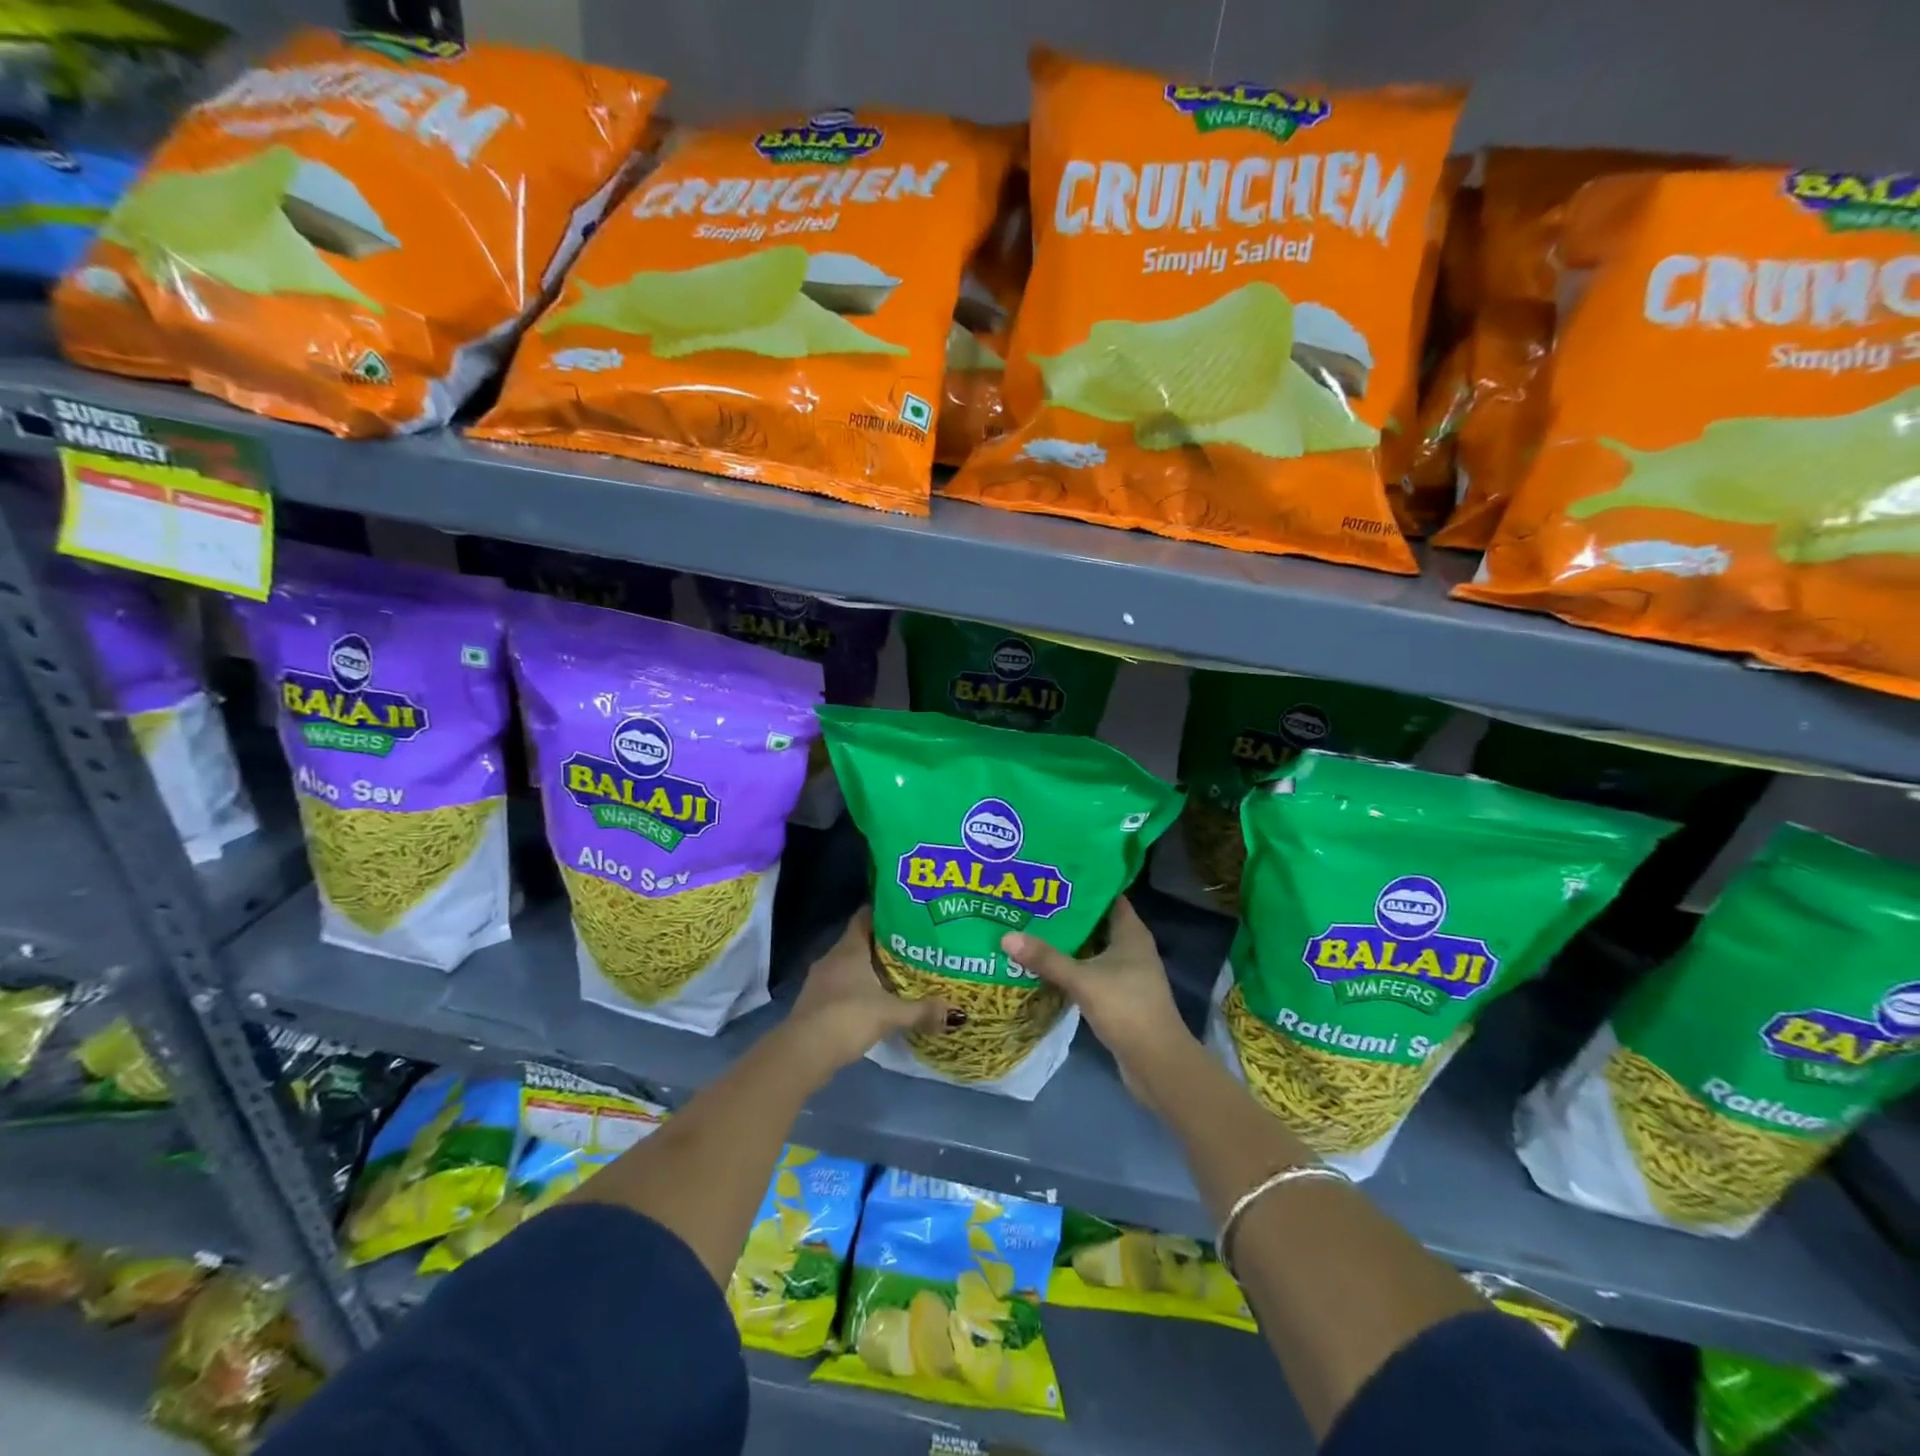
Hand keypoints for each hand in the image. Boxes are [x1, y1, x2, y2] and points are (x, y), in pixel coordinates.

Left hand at [785, 907, 951, 1076]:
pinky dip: (859, 989)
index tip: (906, 913)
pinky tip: (876, 1000)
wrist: (803, 1052)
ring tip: (899, 973)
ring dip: (870, 968)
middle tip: (913, 945)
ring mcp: (821, 981)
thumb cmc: (847, 1017)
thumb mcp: (890, 1013)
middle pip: (859, 941)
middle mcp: (832, 958)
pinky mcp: (817, 1003)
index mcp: (849, 948)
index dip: (883, 912)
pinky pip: (842, 986)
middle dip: (883, 943)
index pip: (865, 917)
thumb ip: (922, 1010)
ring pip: (850, 965)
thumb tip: (956, 1013)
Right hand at [1003, 897, 1192, 1088]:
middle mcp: (1132, 948)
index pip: (1108, 897)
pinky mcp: (1119, 996)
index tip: (1052, 877)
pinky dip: (1072, 966)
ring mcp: (1127, 973)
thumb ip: (1046, 959)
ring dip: (1068, 942)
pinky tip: (1045, 965)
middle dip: (1068, 914)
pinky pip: (1091, 971)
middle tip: (1032, 902)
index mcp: (1131, 933)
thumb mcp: (1083, 980)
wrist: (1157, 1064)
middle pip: (1096, 922)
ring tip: (1032, 928)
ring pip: (1093, 948)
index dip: (1084, 885)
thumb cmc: (1127, 1009)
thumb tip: (1006, 936)